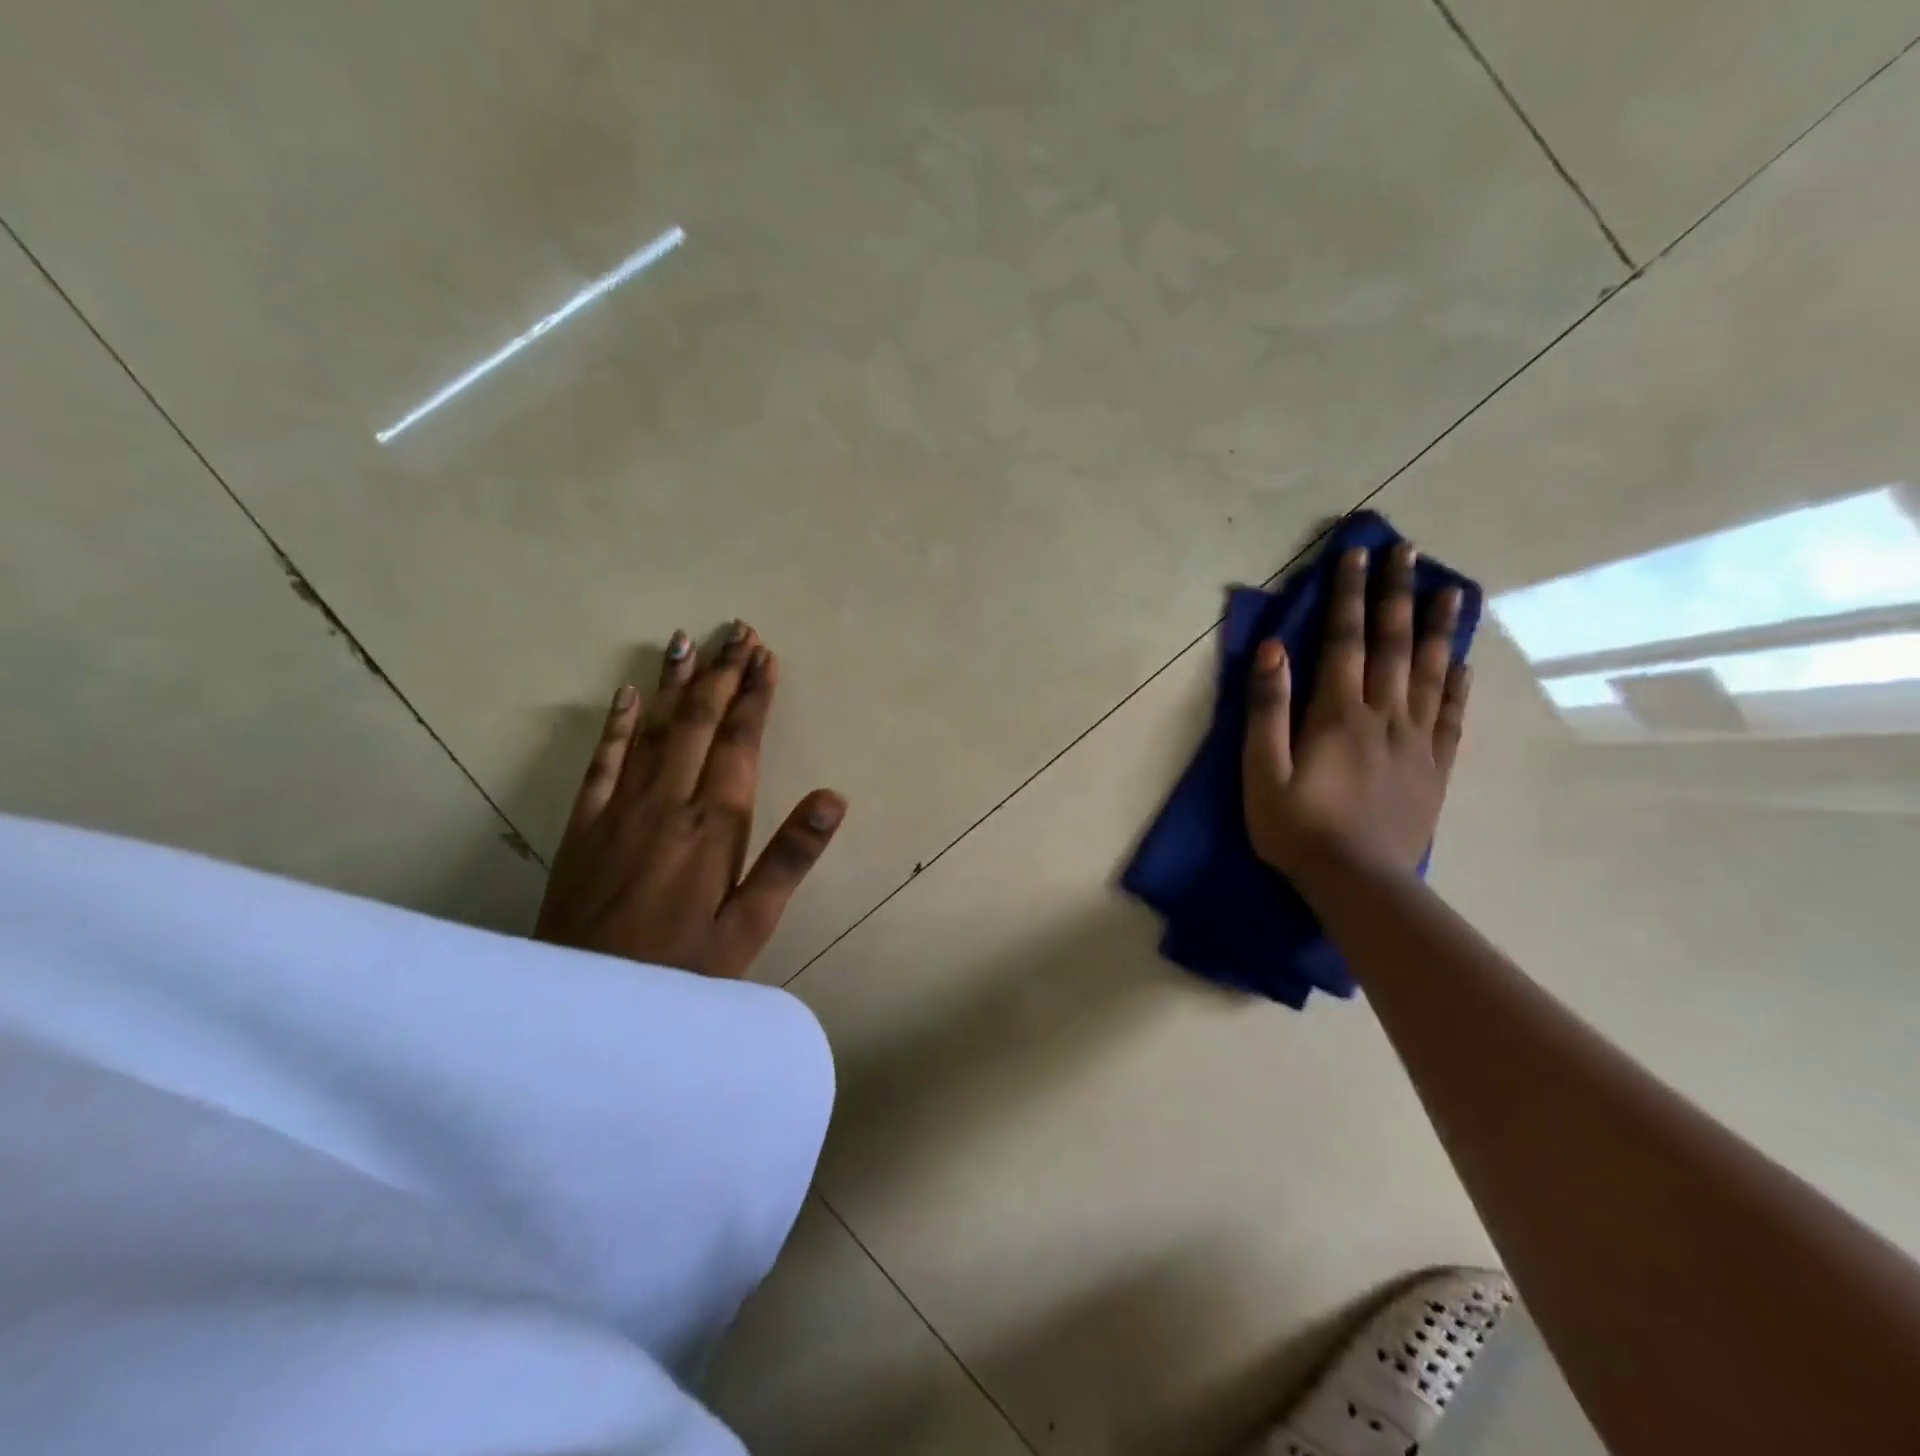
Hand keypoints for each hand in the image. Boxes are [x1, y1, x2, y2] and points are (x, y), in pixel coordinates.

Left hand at [535, 621, 845, 977]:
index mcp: (713, 825)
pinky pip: (601, 760)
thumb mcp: (751, 926)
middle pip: (696, 722)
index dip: (754, 696)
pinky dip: (615, 723)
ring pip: (651, 729)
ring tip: (689, 640)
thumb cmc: (683, 968)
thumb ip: (790, 857)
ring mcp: (618, 808)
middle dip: (720, 674)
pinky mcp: (583, 824)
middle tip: (737, 632)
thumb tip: (833, 797)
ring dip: (673, 682)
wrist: (584, 1005)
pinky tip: (625, 693)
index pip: (739, 742)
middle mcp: (666, 802)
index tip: (765, 656)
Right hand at [1242, 541, 1470, 884]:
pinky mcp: (1434, 768)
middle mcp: (1384, 716)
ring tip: (1450, 589)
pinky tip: (1461, 661)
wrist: (1358, 883)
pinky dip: (1457, 684)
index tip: (1357, 553)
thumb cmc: (1297, 828)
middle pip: (1393, 645)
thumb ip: (1267, 710)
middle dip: (1397, 594)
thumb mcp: (1261, 772)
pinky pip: (1451, 716)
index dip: (1350, 595)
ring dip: (1437, 627)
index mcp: (1339, 715)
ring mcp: (1417, 741)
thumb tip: (1274, 650)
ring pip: (1430, 672)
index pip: (1345, 641)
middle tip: (1409, 551)